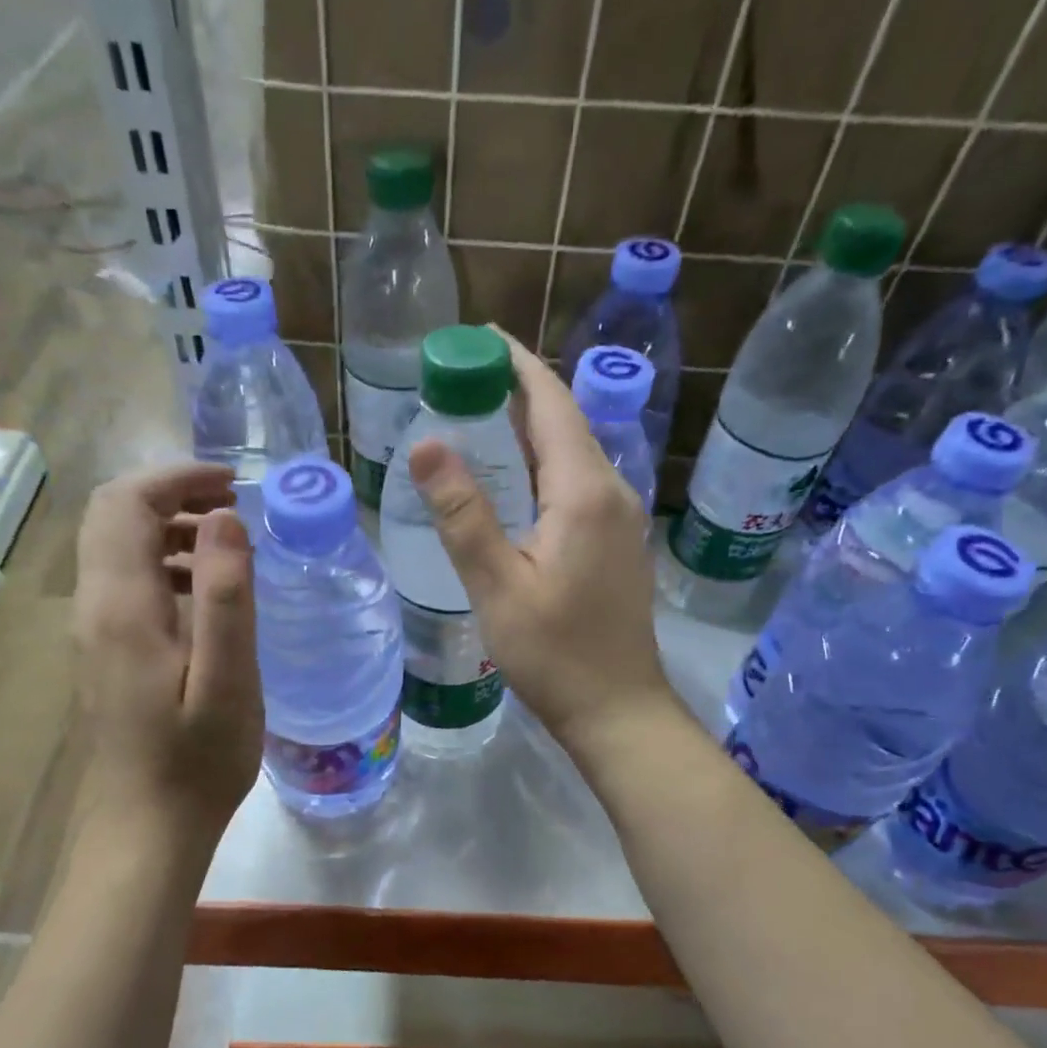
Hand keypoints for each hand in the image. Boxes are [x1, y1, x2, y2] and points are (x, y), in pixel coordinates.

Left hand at [74, 462, 262, 837]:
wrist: (145, 831)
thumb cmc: (196, 761)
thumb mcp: (227, 680)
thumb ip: (225, 595)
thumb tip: (225, 517)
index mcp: (123, 606)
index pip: (127, 504)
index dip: (177, 478)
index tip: (233, 483)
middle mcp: (95, 608)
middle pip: (113, 517)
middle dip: (171, 496)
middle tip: (233, 508)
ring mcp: (94, 633)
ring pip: (117, 550)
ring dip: (168, 530)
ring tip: (228, 546)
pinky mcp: (104, 655)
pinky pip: (125, 585)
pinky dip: (164, 566)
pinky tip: (207, 598)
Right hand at [406, 329, 674, 754]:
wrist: (617, 709)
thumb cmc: (554, 654)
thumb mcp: (497, 586)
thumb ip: (463, 514)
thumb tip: (426, 443)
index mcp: (583, 491)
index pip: (550, 403)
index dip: (514, 364)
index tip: (475, 338)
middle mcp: (611, 491)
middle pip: (563, 421)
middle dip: (514, 392)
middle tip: (458, 381)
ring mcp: (620, 518)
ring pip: (571, 453)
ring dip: (527, 430)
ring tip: (474, 421)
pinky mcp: (616, 543)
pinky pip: (577, 484)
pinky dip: (541, 466)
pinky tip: (510, 482)